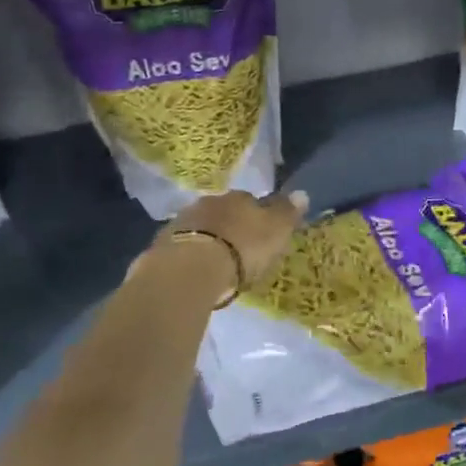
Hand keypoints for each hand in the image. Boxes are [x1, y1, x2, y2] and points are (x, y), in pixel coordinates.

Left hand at [160, 189, 308, 295]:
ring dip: (209, 239)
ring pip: (202, 227)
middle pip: (224, 212)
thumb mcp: (276, 231)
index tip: (262, 235)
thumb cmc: (242, 249)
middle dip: (231, 226)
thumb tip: (302, 193)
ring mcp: (183, 221)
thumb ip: (288, 212)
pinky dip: (191, 255)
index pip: (252, 201)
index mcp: (239, 198)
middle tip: (239, 249)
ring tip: (217, 263)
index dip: (259, 216)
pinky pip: (183, 246)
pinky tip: (196, 271)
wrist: (191, 269)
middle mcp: (210, 203)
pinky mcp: (163, 244)